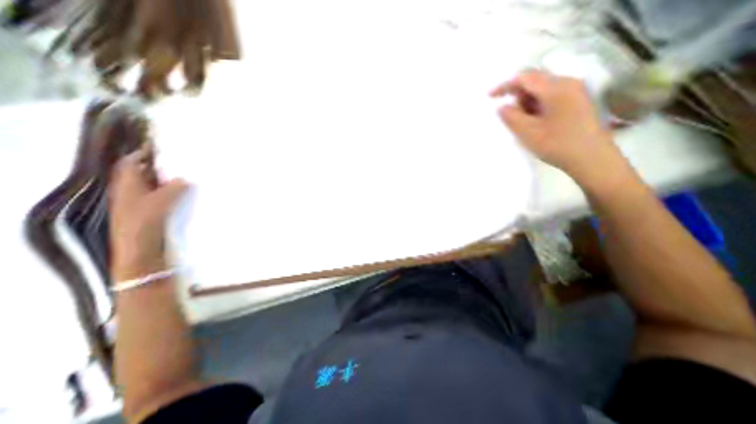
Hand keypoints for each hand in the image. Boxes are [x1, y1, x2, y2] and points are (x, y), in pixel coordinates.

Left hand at [109, 149, 187, 280]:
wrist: (141, 251)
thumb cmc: (144, 224)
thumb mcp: (159, 203)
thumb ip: (173, 188)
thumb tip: (187, 178)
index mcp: (127, 185)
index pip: (132, 162)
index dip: (145, 153)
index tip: (164, 147)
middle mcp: (132, 191)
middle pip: (145, 172)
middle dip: (161, 165)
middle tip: (182, 160)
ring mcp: (142, 202)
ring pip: (156, 185)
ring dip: (169, 179)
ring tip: (188, 175)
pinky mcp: (153, 212)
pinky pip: (163, 196)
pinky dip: (173, 192)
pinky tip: (187, 193)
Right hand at [492, 69, 626, 185]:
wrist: (592, 159)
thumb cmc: (558, 144)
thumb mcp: (528, 132)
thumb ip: (511, 117)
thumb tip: (502, 107)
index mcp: (556, 88)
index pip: (525, 78)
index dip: (505, 86)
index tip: (490, 96)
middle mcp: (568, 83)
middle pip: (535, 81)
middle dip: (517, 95)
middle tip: (508, 114)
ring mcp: (575, 92)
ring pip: (543, 90)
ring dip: (527, 102)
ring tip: (522, 121)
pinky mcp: (578, 102)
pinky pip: (551, 97)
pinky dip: (537, 106)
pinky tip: (535, 121)